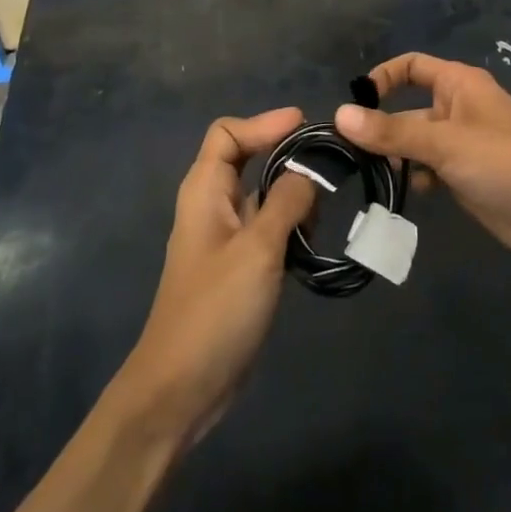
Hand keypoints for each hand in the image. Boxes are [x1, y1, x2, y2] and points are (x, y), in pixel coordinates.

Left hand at [112, 109, 316, 446]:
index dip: (265, 123)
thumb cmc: (215, 311)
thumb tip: (308, 173)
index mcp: (205, 192)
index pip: (228, 133)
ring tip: (324, 210)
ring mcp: (225, 238)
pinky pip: (268, 227)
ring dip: (293, 194)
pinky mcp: (239, 266)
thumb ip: (287, 202)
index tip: (307, 125)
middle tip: (329, 163)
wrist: (181, 389)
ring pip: (263, 194)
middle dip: (286, 155)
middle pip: (248, 159)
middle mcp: (212, 206)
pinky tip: (313, 241)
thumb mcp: (258, 249)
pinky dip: (291, 225)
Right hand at [335, 54, 510, 273]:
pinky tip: (410, 195)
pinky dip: (416, 178)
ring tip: (375, 179)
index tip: (355, 107)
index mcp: (460, 84)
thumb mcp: (445, 143)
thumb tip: (340, 115)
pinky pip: (429, 169)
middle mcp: (459, 108)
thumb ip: (392, 131)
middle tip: (351, 157)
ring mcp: (463, 144)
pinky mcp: (466, 176)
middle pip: (408, 108)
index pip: (411, 66)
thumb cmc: (505, 163)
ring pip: (415, 143)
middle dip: (383, 129)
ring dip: (396, 158)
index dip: (382, 79)